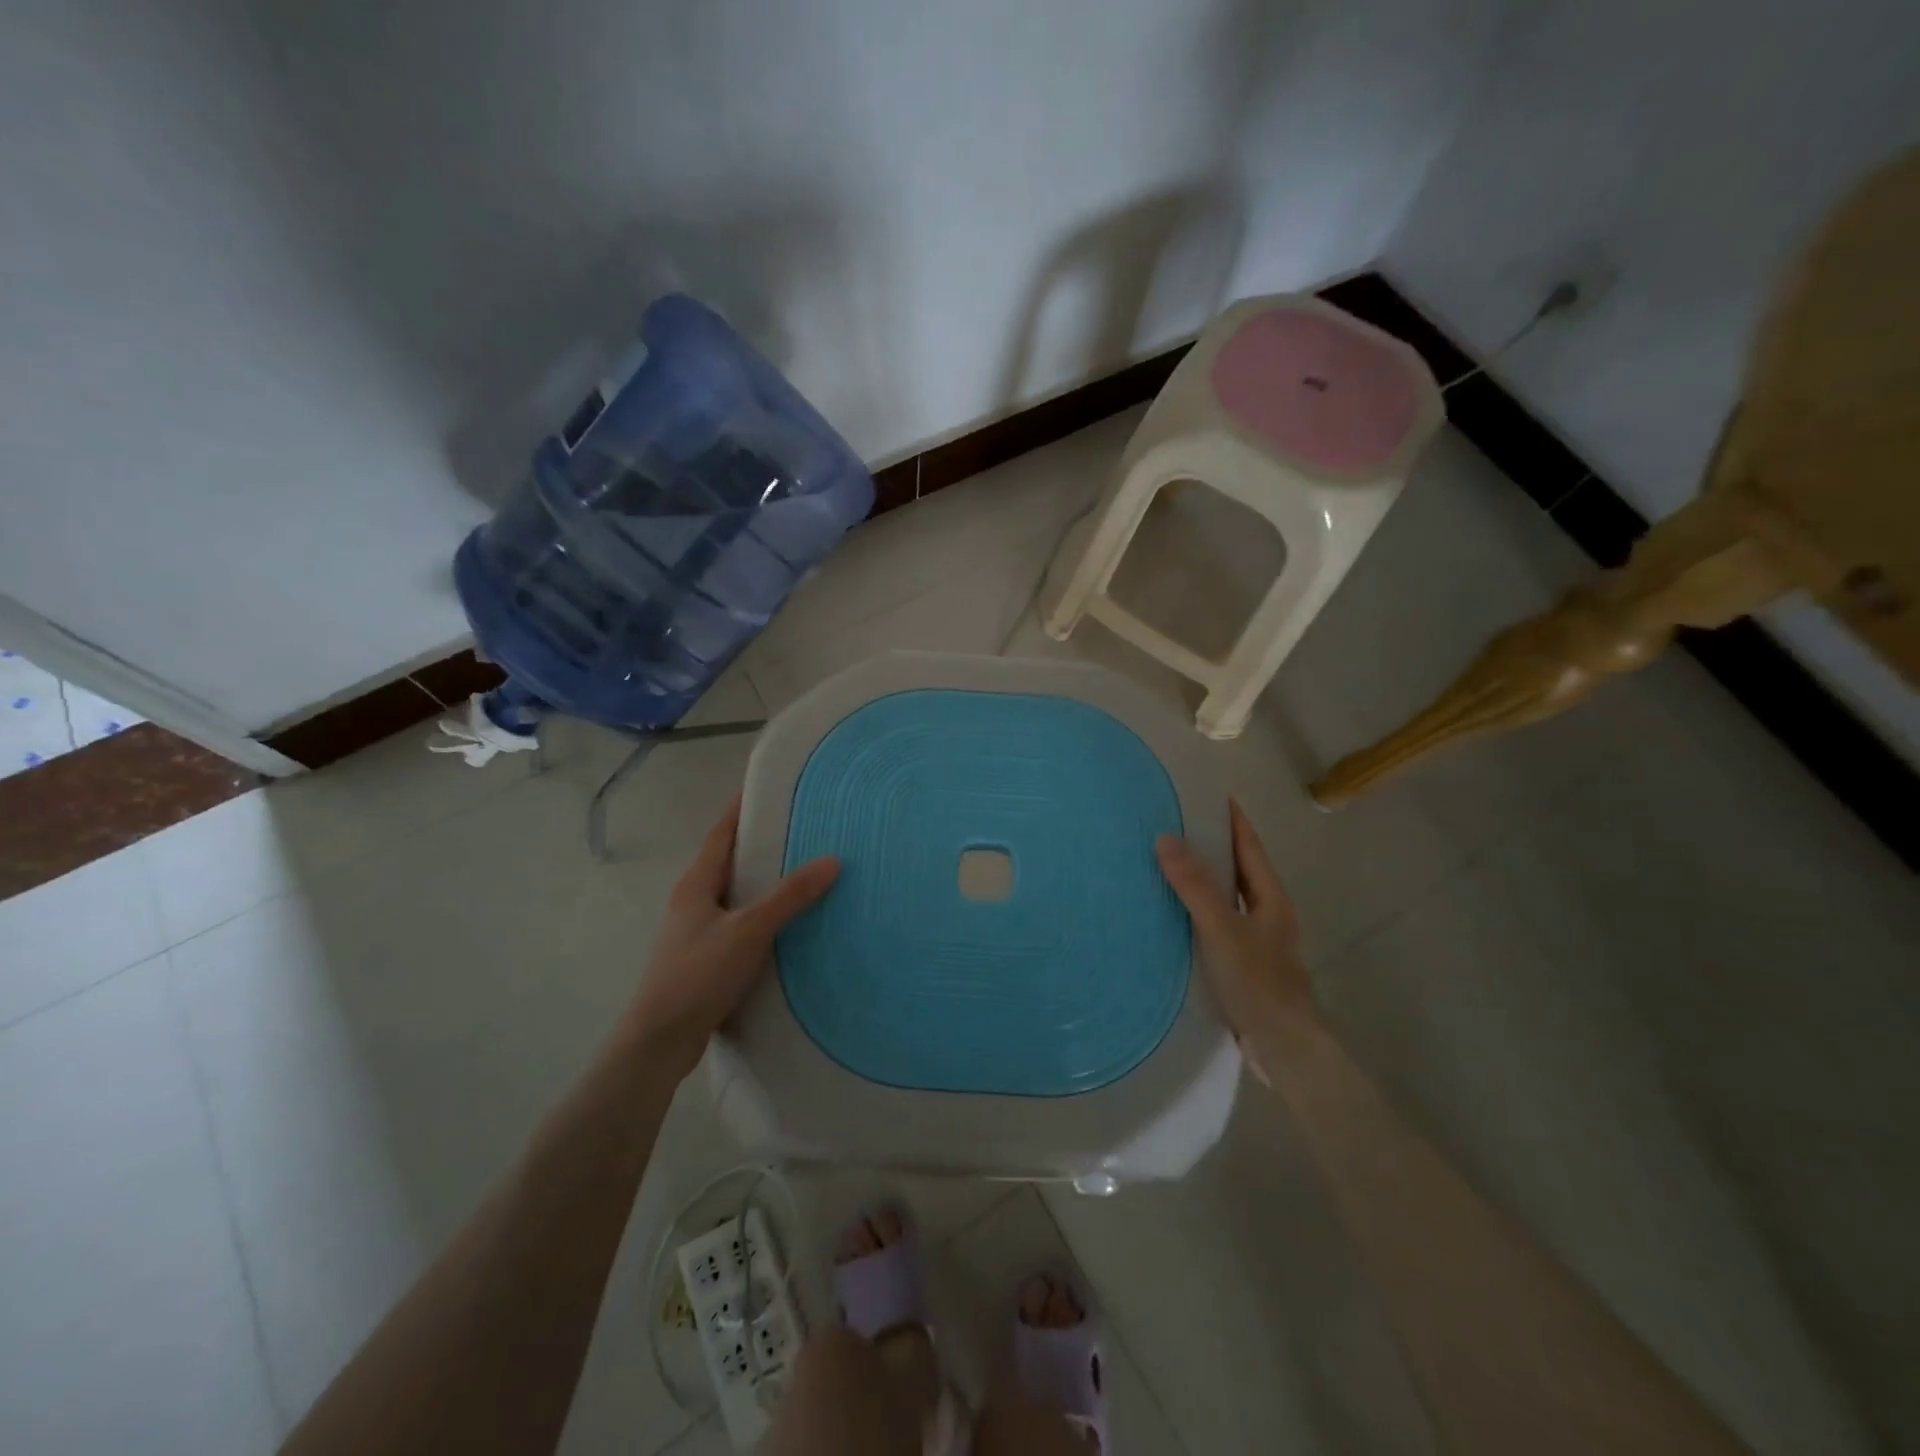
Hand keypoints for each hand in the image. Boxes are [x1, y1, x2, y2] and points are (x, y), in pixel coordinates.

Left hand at [623, 795, 838, 1078]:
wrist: (660, 1041)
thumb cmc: (699, 975)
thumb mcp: (749, 930)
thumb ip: (790, 896)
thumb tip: (832, 860)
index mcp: (696, 883)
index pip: (720, 833)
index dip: (740, 809)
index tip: (767, 788)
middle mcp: (693, 901)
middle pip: (728, 861)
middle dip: (759, 844)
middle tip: (800, 829)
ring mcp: (695, 931)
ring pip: (734, 895)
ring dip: (762, 882)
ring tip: (802, 872)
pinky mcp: (704, 959)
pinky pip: (738, 923)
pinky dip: (761, 914)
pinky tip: (786, 925)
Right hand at [1156, 801, 1314, 1071]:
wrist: (1283, 1048)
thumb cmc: (1258, 982)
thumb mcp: (1222, 929)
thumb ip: (1195, 886)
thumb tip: (1165, 838)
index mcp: (1271, 899)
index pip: (1250, 846)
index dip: (1233, 819)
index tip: (1211, 794)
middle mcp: (1267, 914)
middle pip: (1239, 870)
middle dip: (1214, 846)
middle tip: (1176, 823)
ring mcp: (1256, 941)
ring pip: (1227, 898)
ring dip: (1203, 880)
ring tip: (1167, 862)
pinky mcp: (1242, 965)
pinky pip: (1217, 923)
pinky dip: (1197, 910)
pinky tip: (1172, 915)